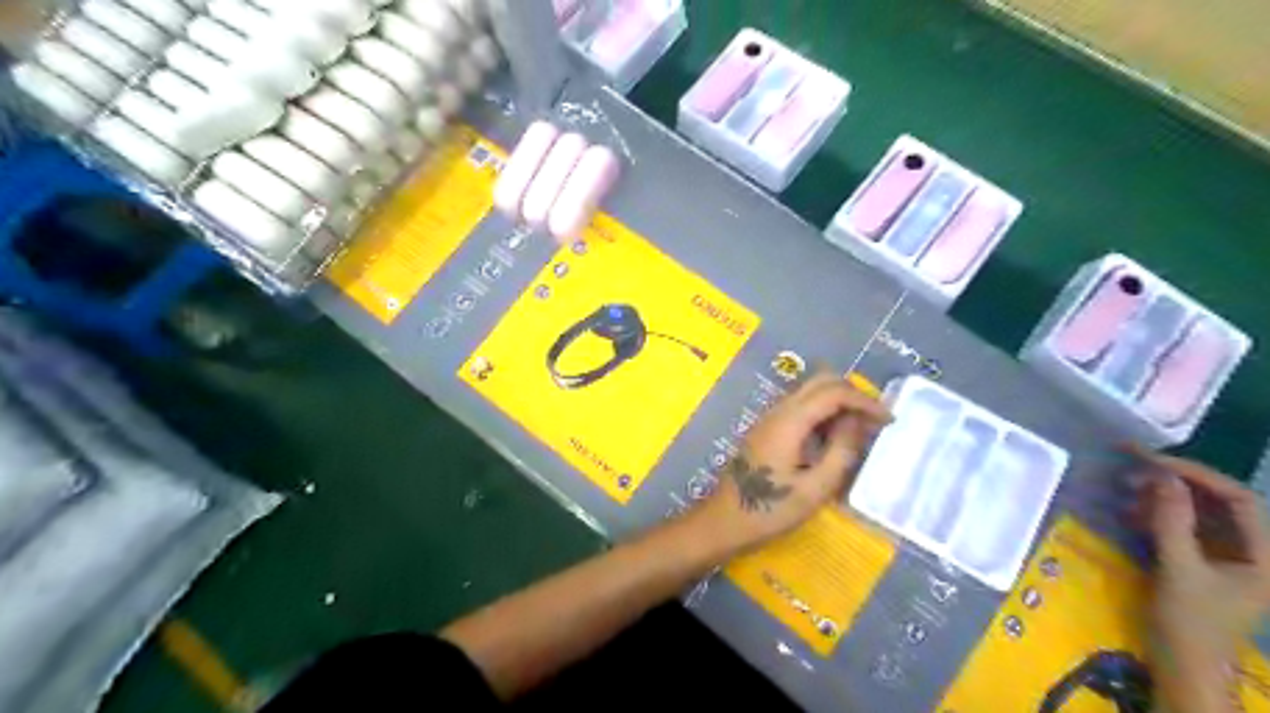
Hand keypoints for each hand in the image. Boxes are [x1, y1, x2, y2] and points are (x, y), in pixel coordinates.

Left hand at [693, 374, 891, 556]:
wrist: (724, 521)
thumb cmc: (770, 510)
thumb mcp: (815, 488)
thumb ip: (841, 451)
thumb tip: (857, 422)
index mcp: (790, 421)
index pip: (833, 392)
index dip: (865, 401)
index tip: (889, 421)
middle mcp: (778, 410)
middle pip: (820, 381)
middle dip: (851, 393)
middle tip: (874, 420)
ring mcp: (768, 418)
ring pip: (808, 391)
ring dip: (836, 401)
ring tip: (859, 429)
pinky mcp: (765, 429)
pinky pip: (799, 407)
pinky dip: (821, 412)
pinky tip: (833, 437)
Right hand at [1136, 450, 1268, 668]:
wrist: (1185, 670)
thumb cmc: (1190, 624)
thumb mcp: (1179, 570)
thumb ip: (1172, 521)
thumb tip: (1160, 476)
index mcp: (1264, 555)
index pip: (1239, 499)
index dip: (1197, 474)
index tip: (1153, 460)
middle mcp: (1252, 551)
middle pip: (1218, 502)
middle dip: (1175, 482)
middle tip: (1130, 468)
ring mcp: (1228, 557)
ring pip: (1198, 512)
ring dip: (1162, 497)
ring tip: (1124, 490)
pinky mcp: (1204, 563)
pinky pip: (1184, 527)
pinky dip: (1157, 515)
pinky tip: (1129, 513)